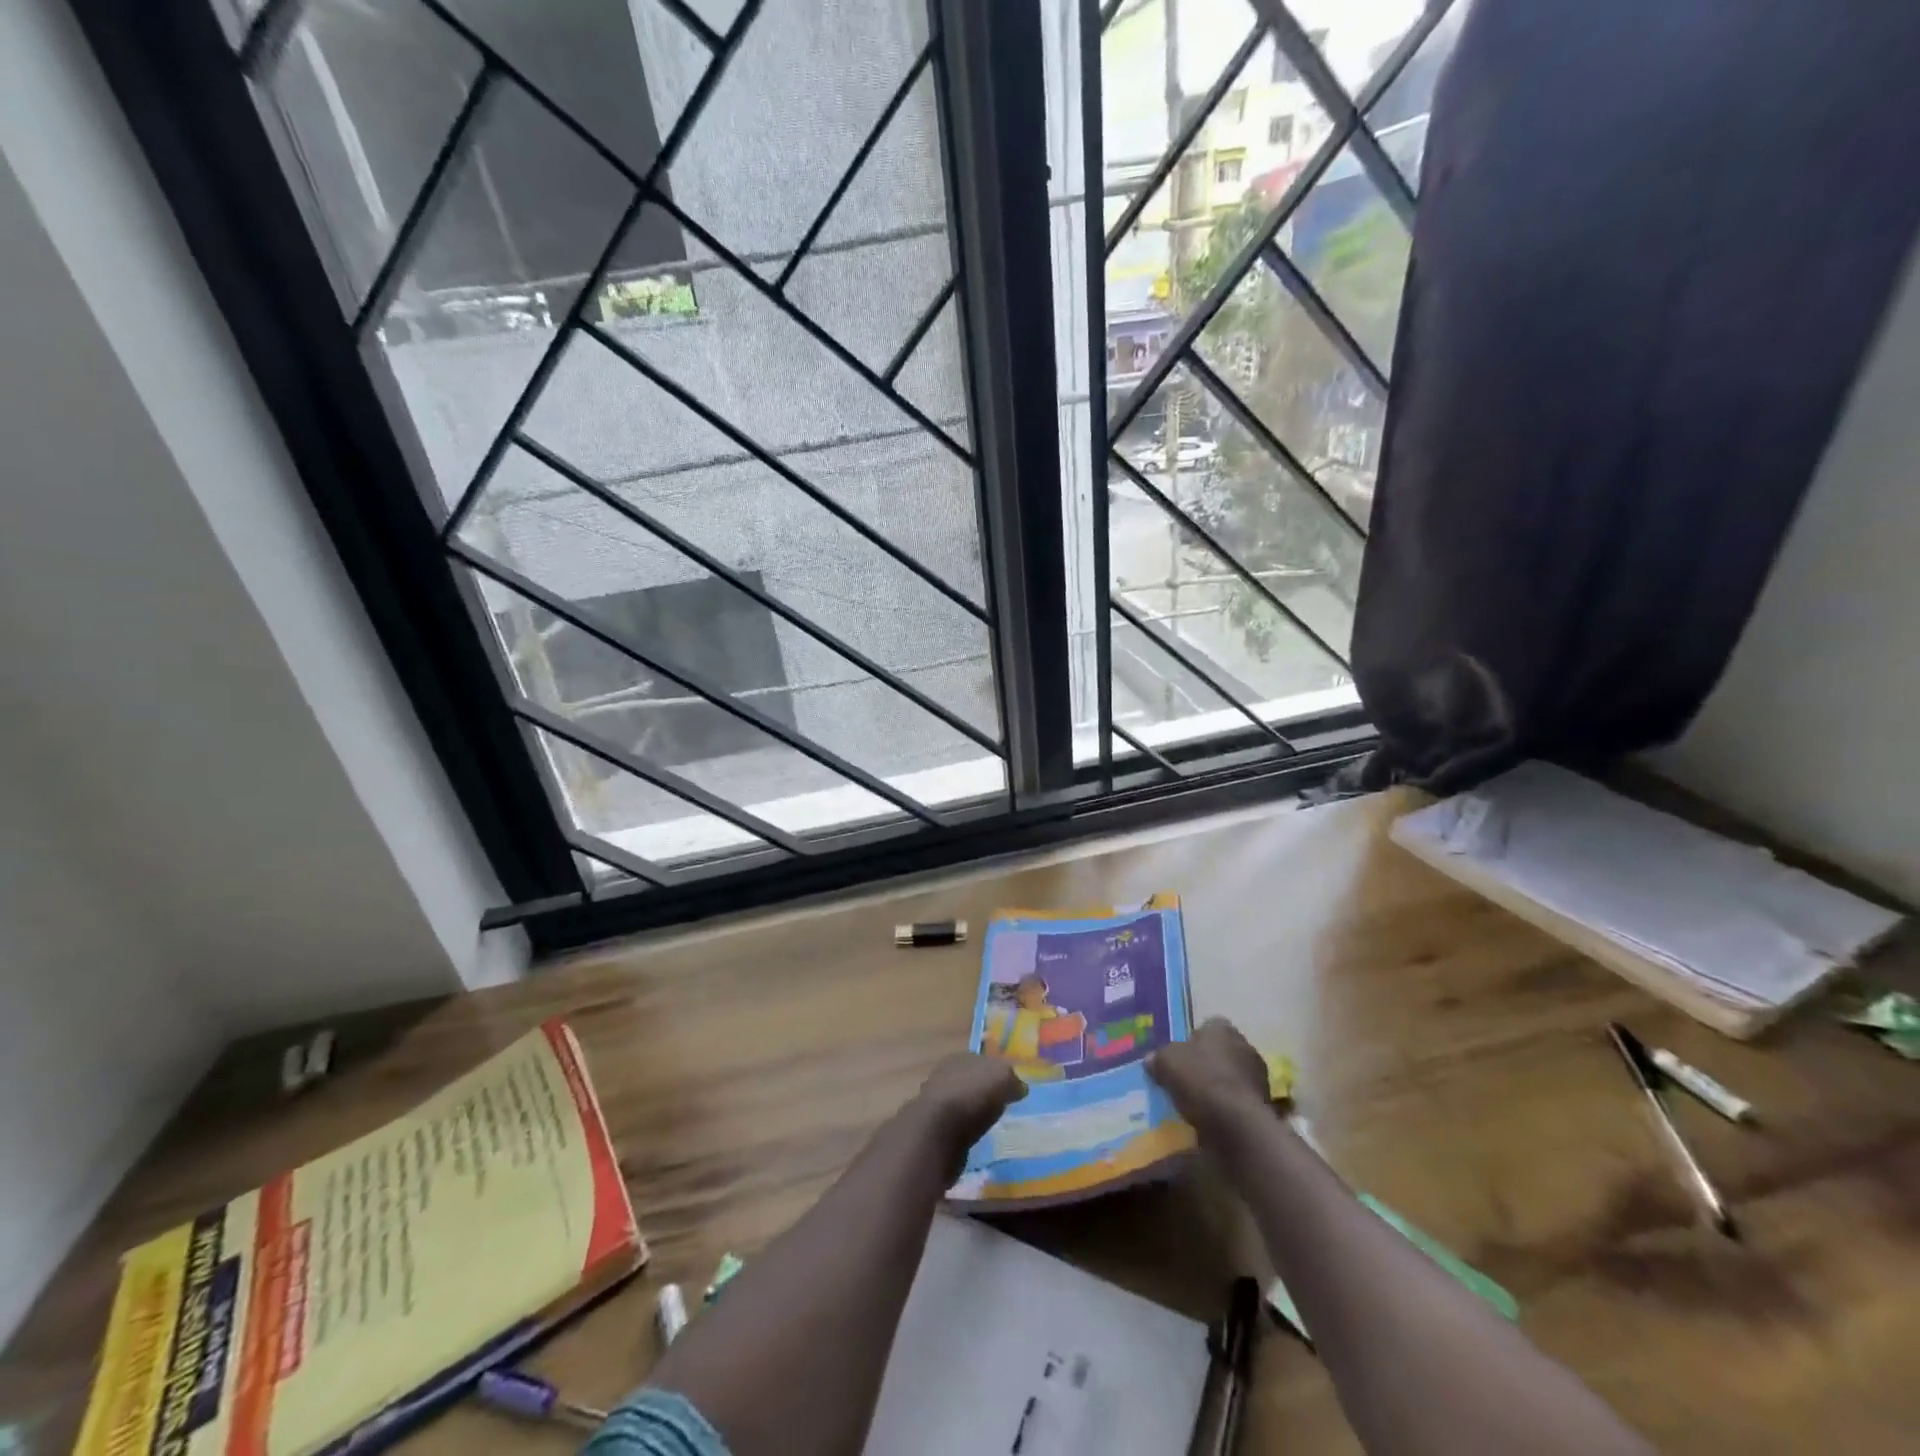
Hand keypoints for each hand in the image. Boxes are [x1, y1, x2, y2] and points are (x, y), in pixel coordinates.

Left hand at [912, 1053, 1026, 1162]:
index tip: (1011, 1087)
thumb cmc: (971, 1095)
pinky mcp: (934, 1130)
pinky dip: (966, 1130)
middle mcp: (946, 1075)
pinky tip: (976, 1137)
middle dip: (984, 1091)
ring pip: (963, 1103)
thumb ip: (1013, 1079)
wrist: (936, 1132)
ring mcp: (937, 1103)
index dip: (998, 1072)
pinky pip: (957, 1126)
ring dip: (974, 1112)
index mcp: (961, 1057)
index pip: (983, 1060)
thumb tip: (1019, 1087)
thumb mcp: (1002, 1077)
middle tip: (1003, 1105)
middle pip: (971, 1081)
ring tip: (992, 1123)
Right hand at [1148, 1018, 1271, 1135]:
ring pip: (1232, 1076)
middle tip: (1187, 1080)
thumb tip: (1152, 1060)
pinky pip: (1239, 1100)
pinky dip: (1229, 1107)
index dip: (1192, 1041)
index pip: (1207, 1026)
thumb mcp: (1166, 1063)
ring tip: (1198, 1103)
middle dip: (1207, 1064)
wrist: (1236, 1124)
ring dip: (1219, 1086)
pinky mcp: (1264, 1105)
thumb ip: (1159, 1057)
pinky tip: (1213, 1118)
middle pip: (1221, 1051)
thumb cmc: (1200, 1080)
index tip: (1180, 1058)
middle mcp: (1245, 1045)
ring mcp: (1258, 1076)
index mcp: (1222, 1028)